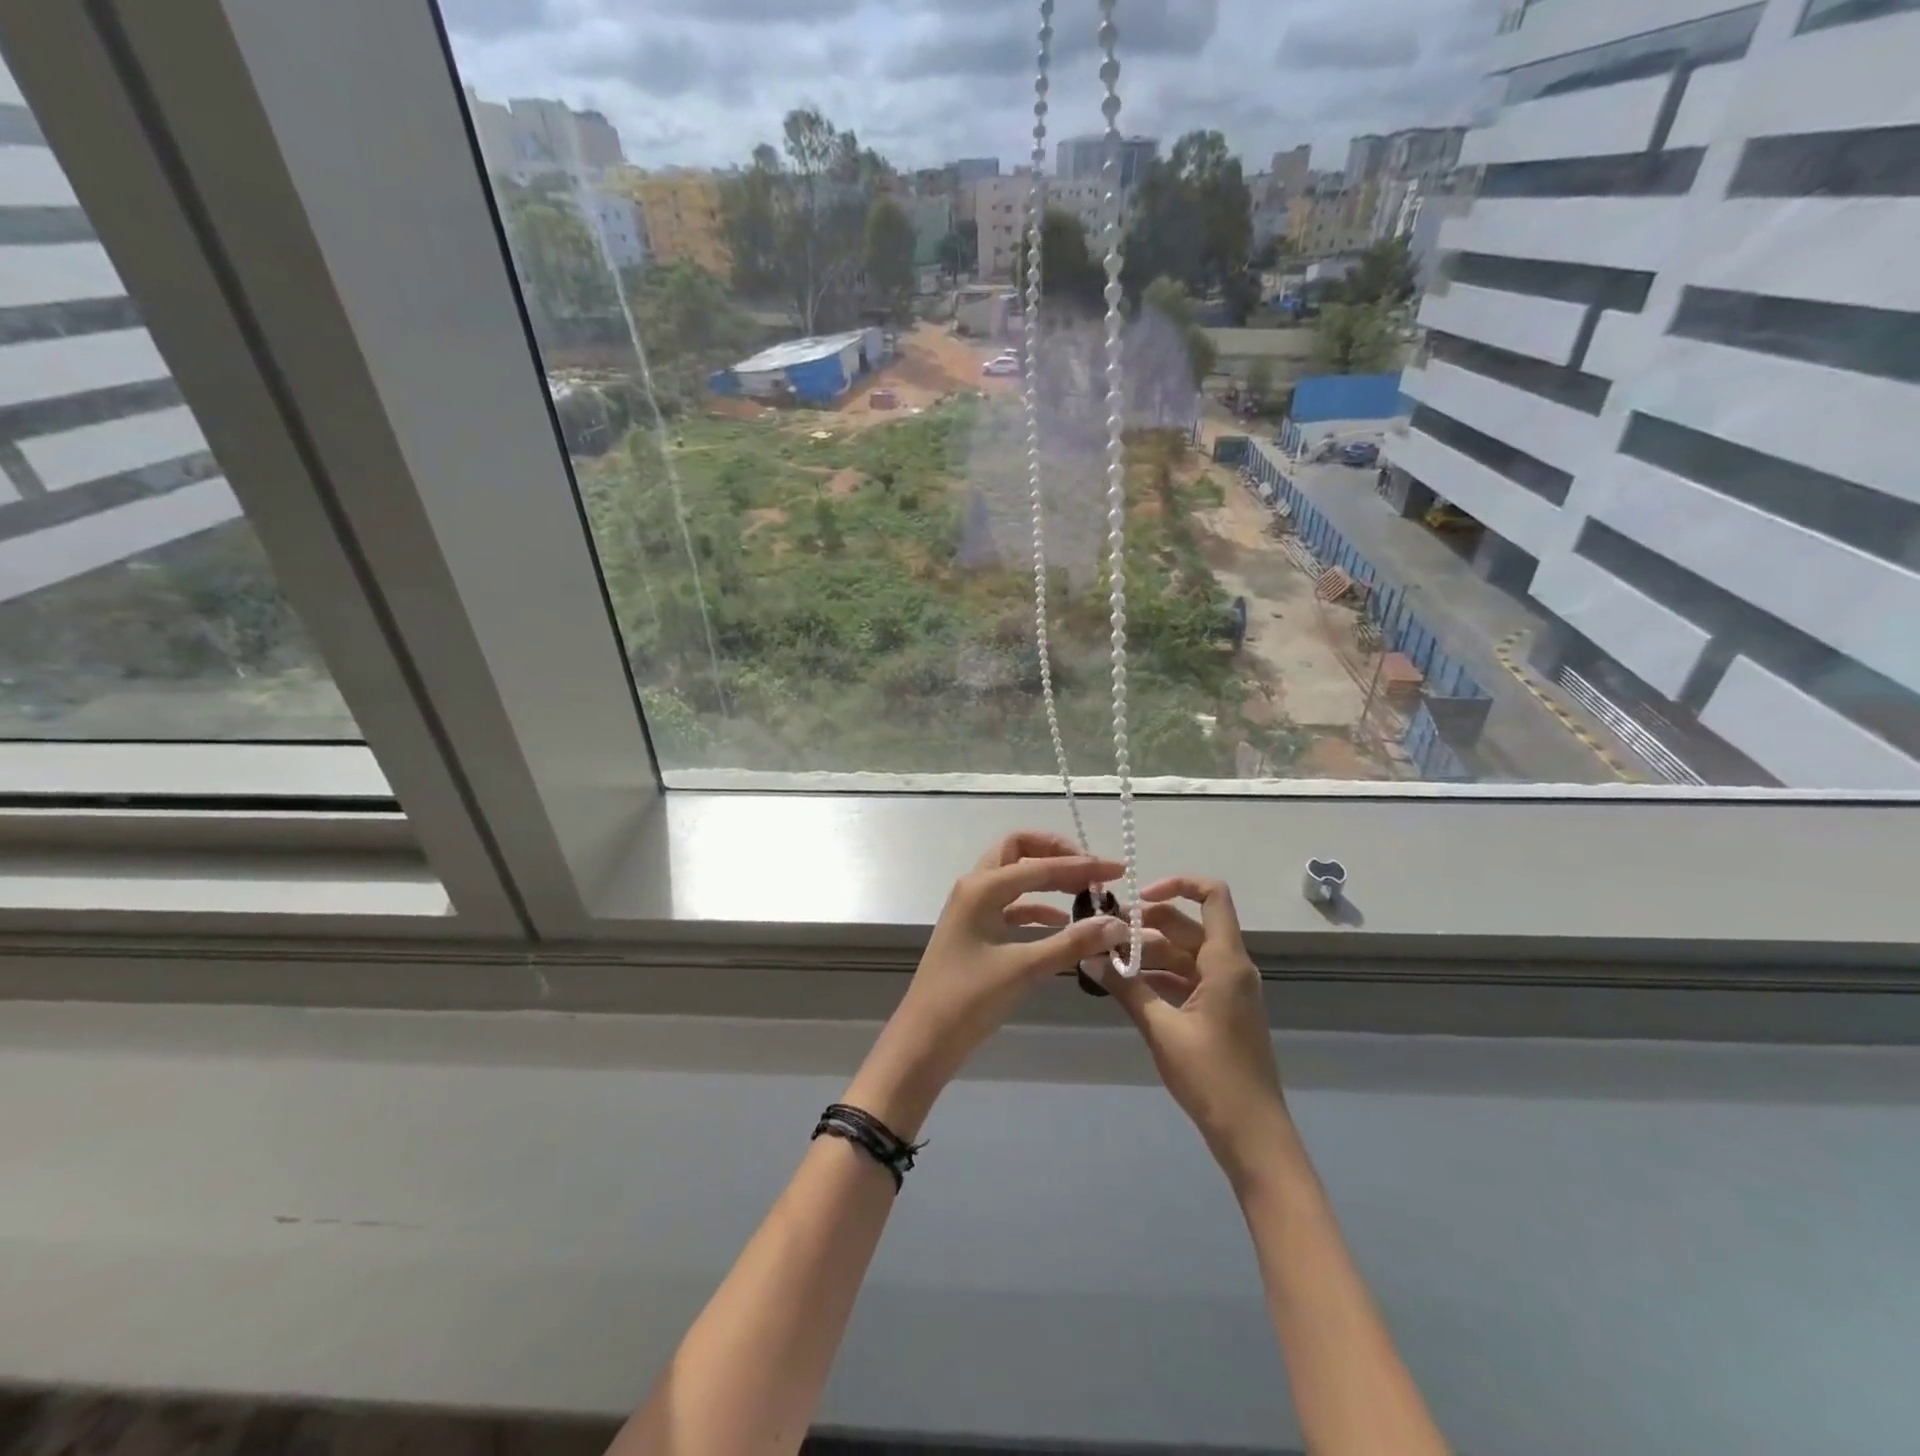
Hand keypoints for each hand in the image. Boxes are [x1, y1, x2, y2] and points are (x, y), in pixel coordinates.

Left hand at [847, 832, 1169, 1136]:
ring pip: (1014, 876)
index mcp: (982, 887)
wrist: (925, 1038)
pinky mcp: (975, 930)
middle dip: (1056, 853)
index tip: (1119, 870)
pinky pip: (1011, 905)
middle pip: (1019, 850)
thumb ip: (1072, 942)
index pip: (1040, 864)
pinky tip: (1061, 921)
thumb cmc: (969, 998)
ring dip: (1047, 878)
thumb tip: (1118, 924)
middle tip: (1091, 869)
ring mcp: (972, 908)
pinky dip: (1037, 907)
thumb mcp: (1025, 968)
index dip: (1082, 865)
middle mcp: (975, 887)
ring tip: (1085, 893)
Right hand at [1104, 877, 1288, 1183]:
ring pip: (1186, 953)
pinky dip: (1161, 976)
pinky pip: (1189, 978)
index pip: (1212, 896)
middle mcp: (1231, 967)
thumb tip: (1088, 957)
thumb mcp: (1161, 1029)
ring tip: (1107, 960)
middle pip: (1188, 925)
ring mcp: (1228, 990)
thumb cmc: (1211, 1076)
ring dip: (1150, 953)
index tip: (1137, 899)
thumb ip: (1126, 988)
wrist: (1252, 1134)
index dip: (1177, 884)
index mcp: (1225, 962)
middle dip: (1147, 924)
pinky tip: (1127, 985)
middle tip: (1104, 933)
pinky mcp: (1222, 1011)